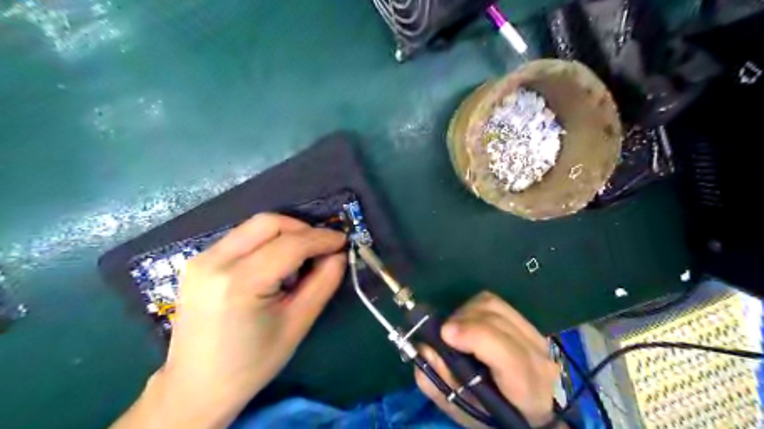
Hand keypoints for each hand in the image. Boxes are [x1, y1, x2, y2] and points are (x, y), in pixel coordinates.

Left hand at [113, 215, 348, 428]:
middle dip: (302, 229)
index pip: (290, 244)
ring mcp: (201, 259)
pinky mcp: (198, 262)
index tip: (343, 241)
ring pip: (254, 226)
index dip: (321, 238)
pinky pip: (241, 238)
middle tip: (322, 248)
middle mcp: (215, 262)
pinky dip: (266, 242)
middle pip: (269, 223)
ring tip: (299, 260)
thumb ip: (323, 283)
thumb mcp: (298, 324)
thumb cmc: (252, 363)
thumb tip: (339, 254)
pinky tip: (274, 265)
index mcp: (240, 283)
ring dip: (285, 234)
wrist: (196, 388)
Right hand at [415, 291, 562, 428]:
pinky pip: (495, 302)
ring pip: (494, 305)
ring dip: (466, 311)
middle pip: (496, 320)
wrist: (530, 411)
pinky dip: (474, 307)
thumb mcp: (461, 408)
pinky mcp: (527, 323)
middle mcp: (537, 356)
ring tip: (455, 329)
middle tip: (443, 334)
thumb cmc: (492, 414)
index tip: (445, 333)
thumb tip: (424, 348)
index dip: (474, 336)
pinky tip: (468, 323)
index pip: (506, 353)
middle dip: (462, 321)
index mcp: (526, 388)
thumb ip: (438, 382)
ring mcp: (535, 335)